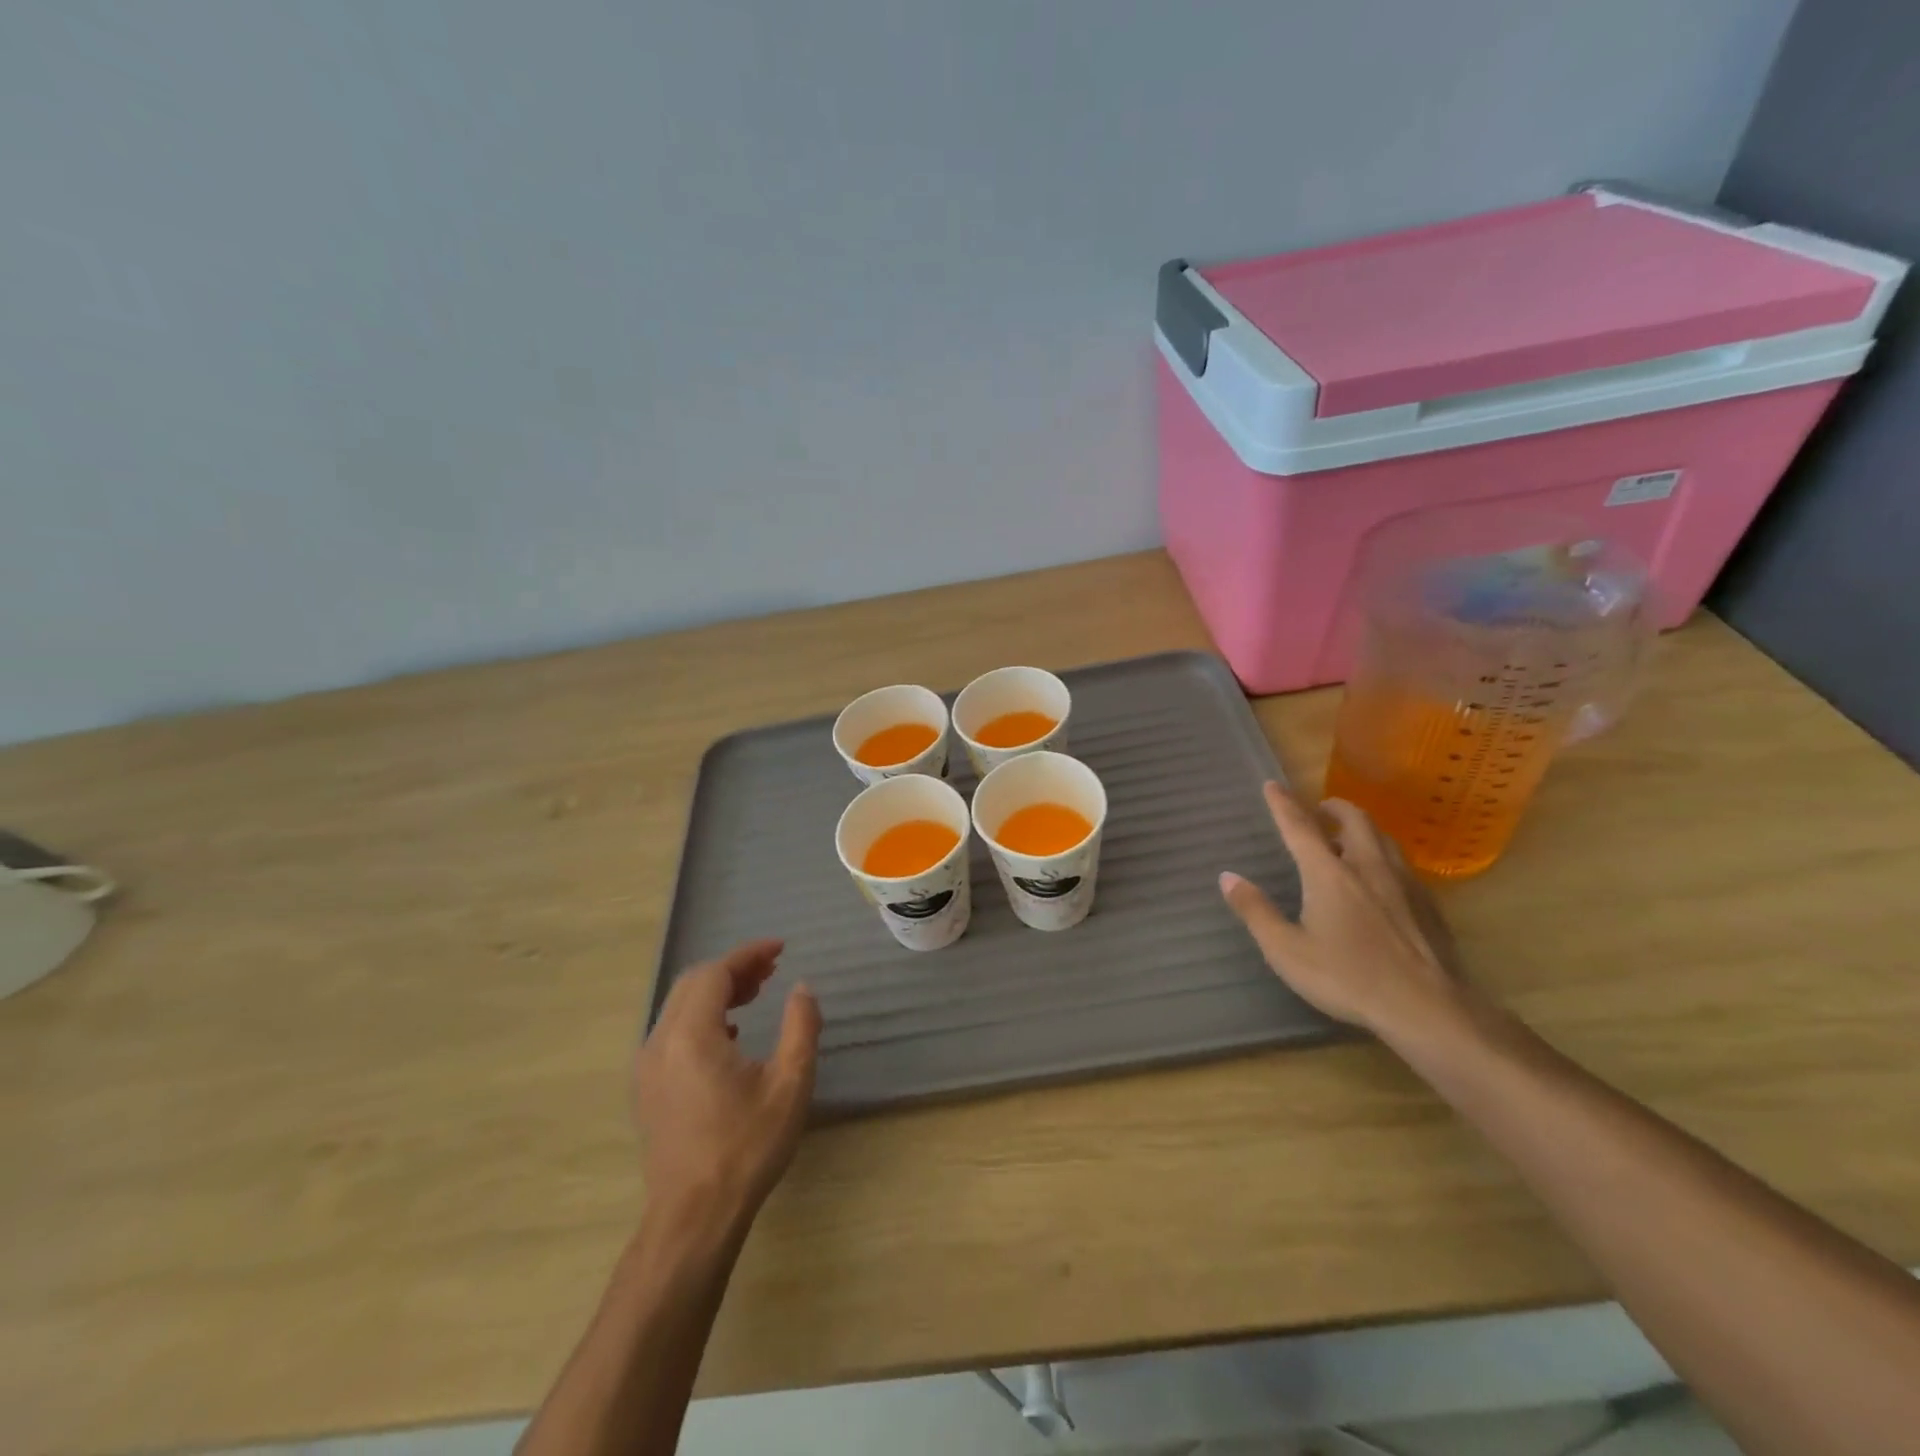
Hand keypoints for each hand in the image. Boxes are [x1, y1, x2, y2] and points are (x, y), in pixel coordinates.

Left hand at [635, 939, 821, 1226]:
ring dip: (718, 991)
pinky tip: (731, 1034)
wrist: (694, 1217)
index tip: (780, 949)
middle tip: (771, 970)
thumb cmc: (746, 1148)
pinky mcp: (648, 1088)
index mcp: (691, 1035)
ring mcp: (648, 1066)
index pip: (715, 973)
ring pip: (680, 1006)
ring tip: (756, 993)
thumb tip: (801, 989)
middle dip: (733, 969)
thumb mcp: (789, 1084)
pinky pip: (673, 1030)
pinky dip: (703, 1015)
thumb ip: (801, 1027)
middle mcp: (660, 1042)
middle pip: (693, 983)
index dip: (748, 955)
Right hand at [1219, 783, 1468, 1042]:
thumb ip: (1256, 911)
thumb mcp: (1287, 951)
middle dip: (1334, 807)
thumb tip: (1228, 877)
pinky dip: (1383, 857)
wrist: (1427, 1009)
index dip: (1283, 804)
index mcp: (1329, 873)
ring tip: (1348, 839)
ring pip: (1383, 839)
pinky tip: (1381, 881)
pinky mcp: (1428, 905)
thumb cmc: (1348, 977)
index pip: (1300, 827)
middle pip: (1354, 820)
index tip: (1272, 784)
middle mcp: (1368, 866)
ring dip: (1362, 829)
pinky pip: (1402, 865)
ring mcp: (1404, 884)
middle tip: (1320, 809)